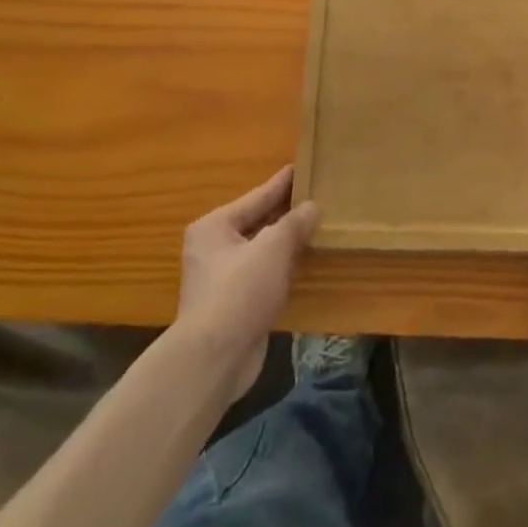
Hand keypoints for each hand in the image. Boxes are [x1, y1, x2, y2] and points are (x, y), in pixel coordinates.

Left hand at [177, 166, 320, 402]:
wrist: (214, 359)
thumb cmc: (240, 291)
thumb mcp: (273, 248)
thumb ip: (294, 223)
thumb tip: (312, 207)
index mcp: (215, 226)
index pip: (256, 197)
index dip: (281, 183)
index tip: (300, 167)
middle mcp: (213, 248)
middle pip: (257, 222)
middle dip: (285, 212)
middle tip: (314, 195)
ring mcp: (222, 278)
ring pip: (261, 249)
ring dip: (286, 241)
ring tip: (314, 225)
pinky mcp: (234, 304)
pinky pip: (263, 274)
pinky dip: (282, 266)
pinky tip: (303, 261)